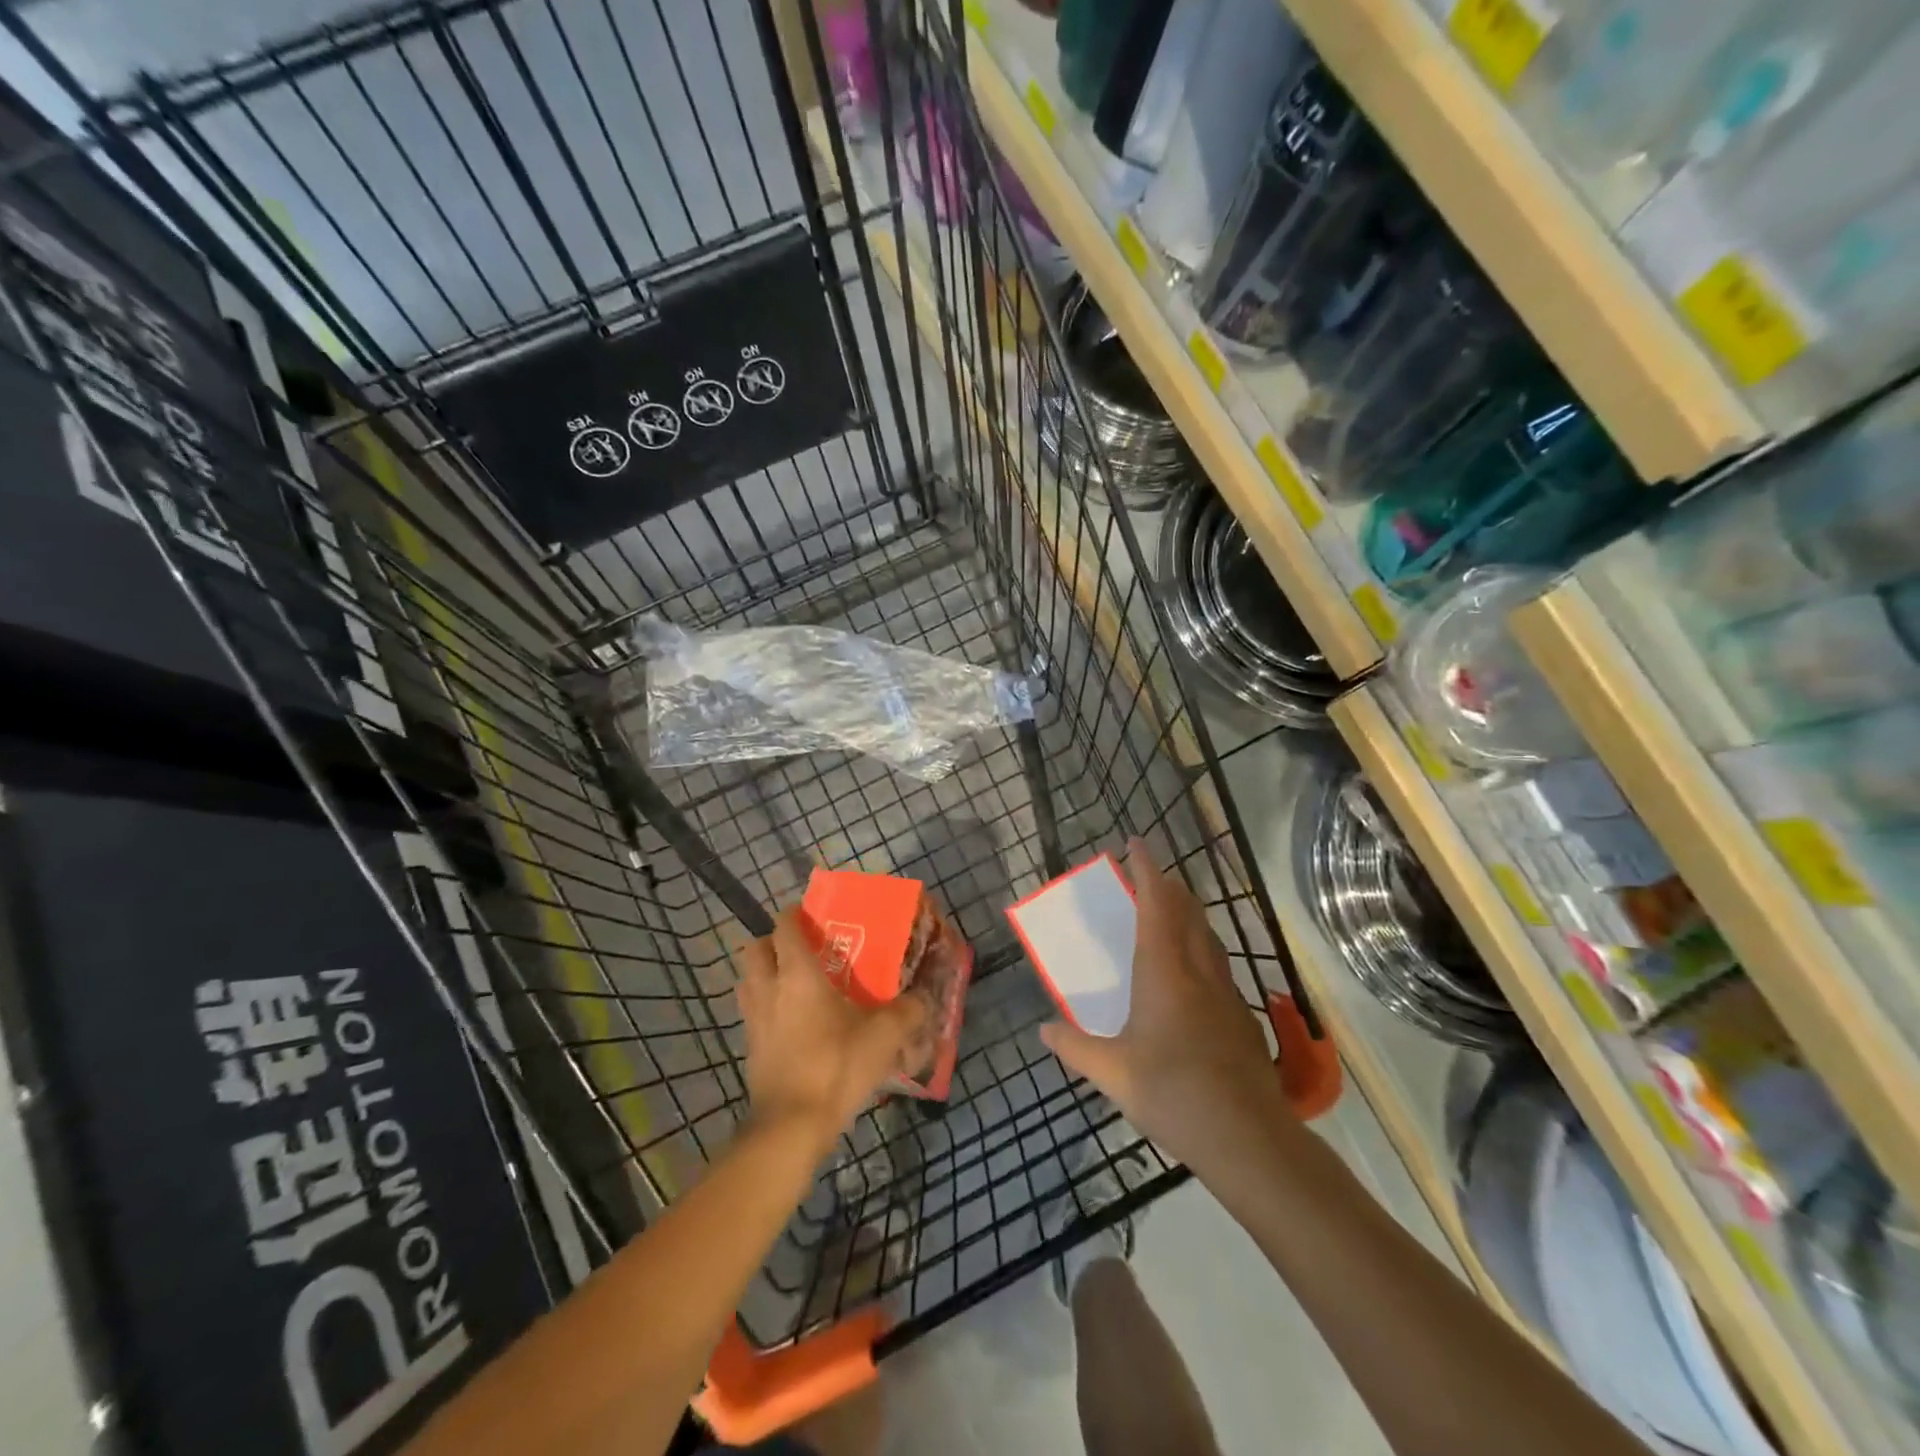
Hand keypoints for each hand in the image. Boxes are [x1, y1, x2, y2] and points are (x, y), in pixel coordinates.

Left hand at [737, 909, 931, 1150]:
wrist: (791, 1127)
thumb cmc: (836, 1067)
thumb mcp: (884, 1037)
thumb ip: (908, 1012)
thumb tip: (924, 999)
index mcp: (797, 974)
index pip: (785, 927)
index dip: (795, 913)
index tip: (814, 913)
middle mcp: (769, 989)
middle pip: (754, 949)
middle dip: (772, 941)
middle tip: (801, 949)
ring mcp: (754, 1020)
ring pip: (748, 980)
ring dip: (764, 973)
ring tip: (794, 982)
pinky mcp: (750, 1049)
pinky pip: (752, 1012)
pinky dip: (766, 1006)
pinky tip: (792, 1022)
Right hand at [1040, 841, 1292, 1172]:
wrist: (1247, 1137)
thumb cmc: (1173, 1093)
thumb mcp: (1113, 1073)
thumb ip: (1075, 1047)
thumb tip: (1044, 1031)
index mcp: (1164, 971)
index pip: (1157, 904)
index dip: (1147, 869)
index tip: (1136, 843)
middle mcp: (1198, 971)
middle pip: (1188, 911)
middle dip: (1168, 885)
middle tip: (1147, 876)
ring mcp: (1225, 993)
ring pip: (1207, 936)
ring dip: (1187, 913)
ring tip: (1167, 914)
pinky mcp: (1240, 1017)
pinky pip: (1216, 964)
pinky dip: (1199, 948)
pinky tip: (1189, 975)